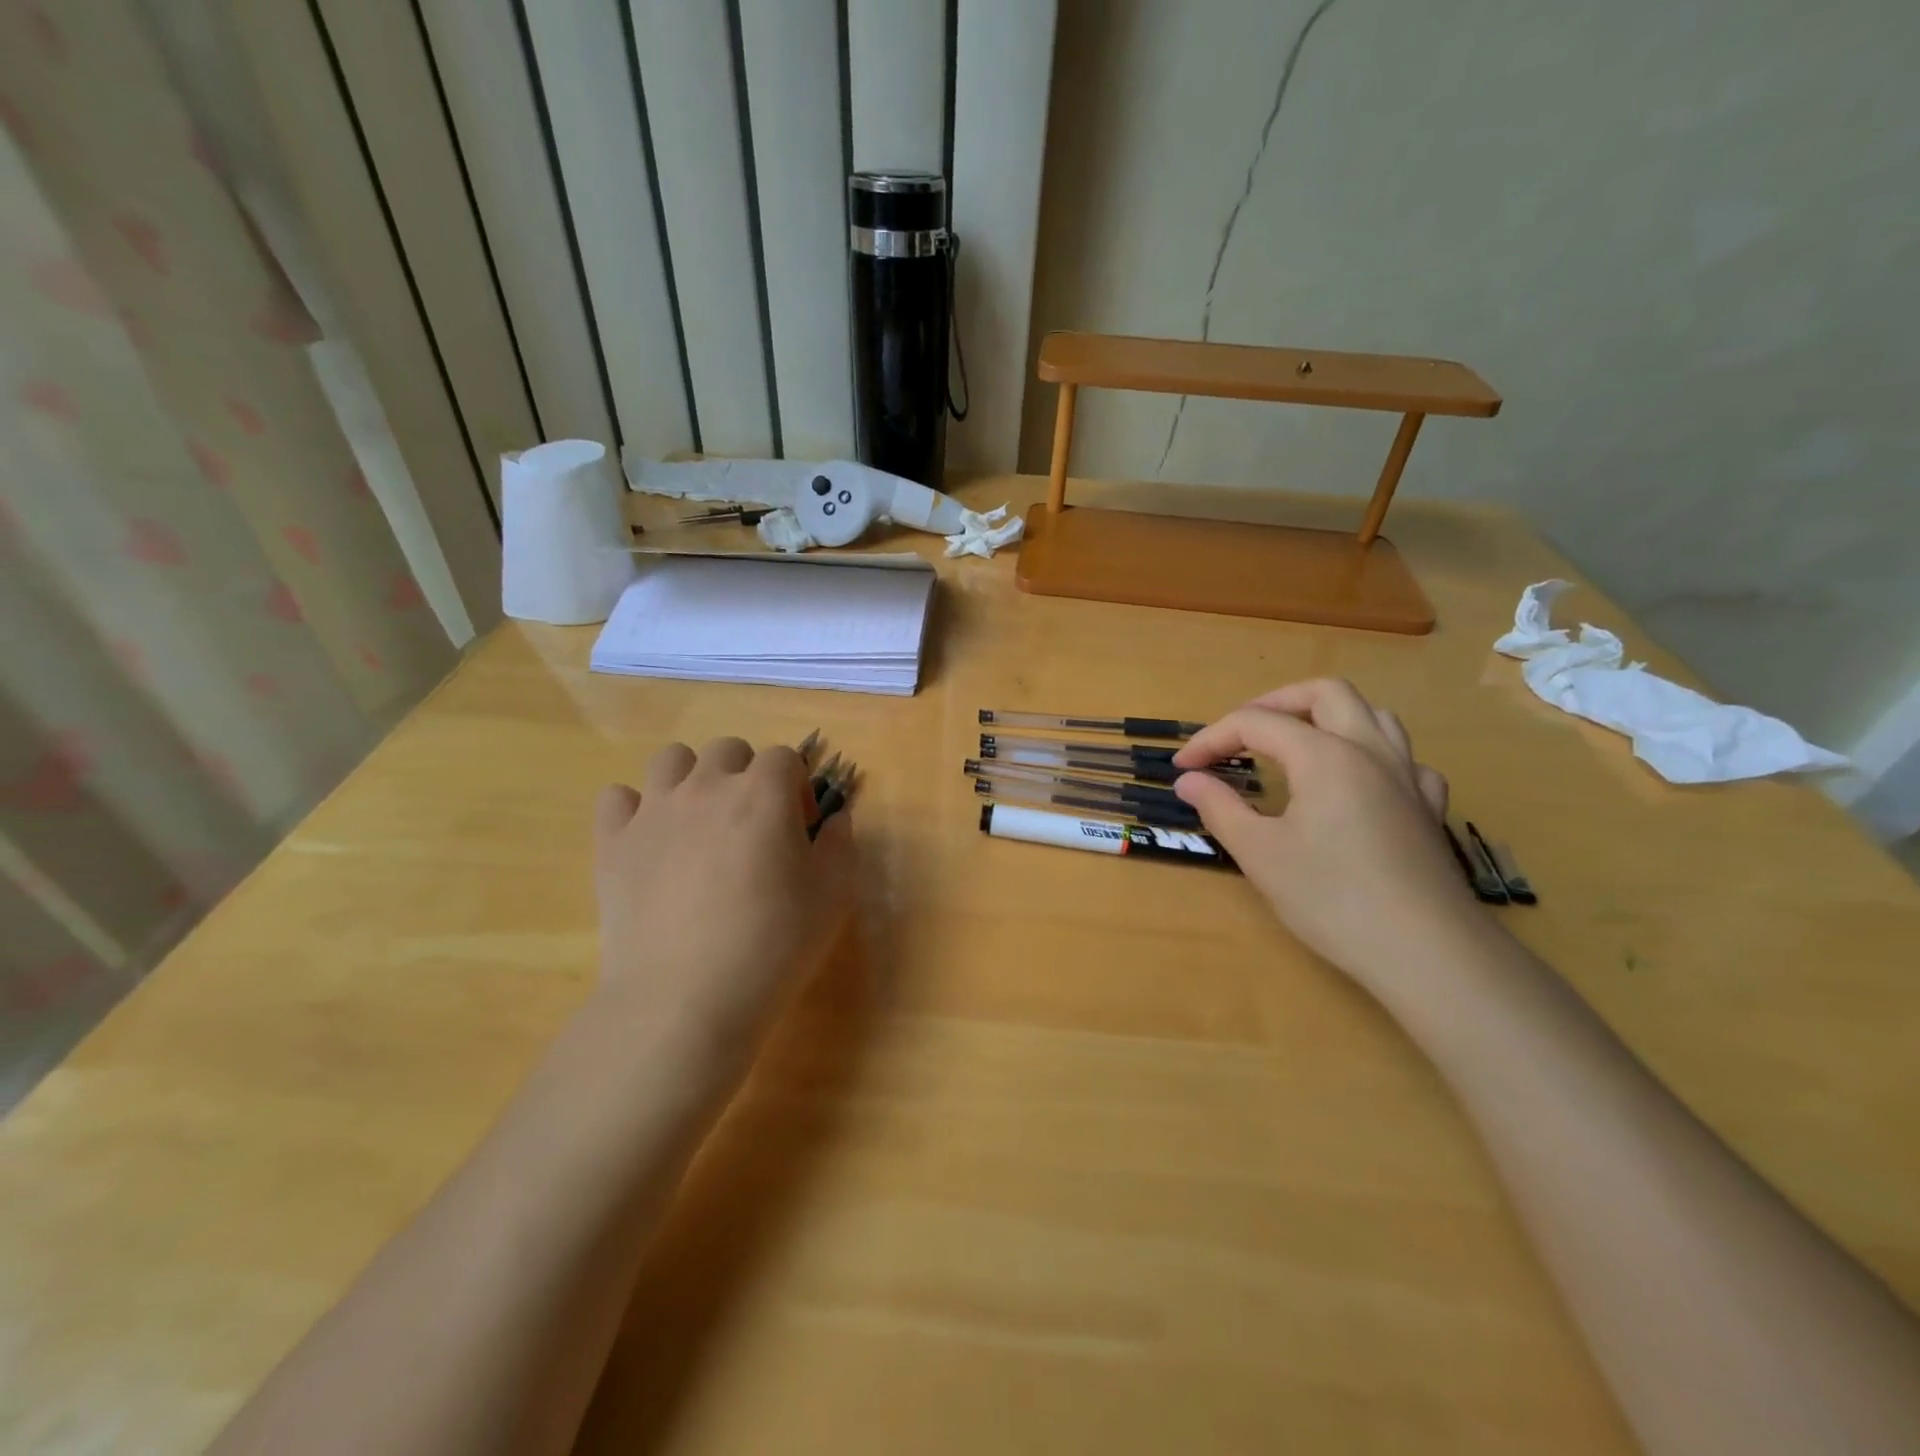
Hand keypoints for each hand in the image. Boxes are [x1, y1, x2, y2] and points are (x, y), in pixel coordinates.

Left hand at [592, 738, 856, 1060]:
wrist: (686, 999)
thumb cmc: (773, 944)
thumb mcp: (835, 895)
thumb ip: (842, 844)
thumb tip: (835, 819)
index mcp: (764, 792)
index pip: (785, 758)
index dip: (798, 788)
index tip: (801, 830)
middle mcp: (707, 786)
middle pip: (729, 749)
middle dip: (747, 774)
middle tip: (753, 825)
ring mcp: (654, 810)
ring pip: (671, 759)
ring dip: (692, 778)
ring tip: (700, 822)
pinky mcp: (613, 842)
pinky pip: (617, 797)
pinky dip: (635, 809)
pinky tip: (651, 842)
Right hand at [1173, 681, 1481, 991]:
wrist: (1426, 952)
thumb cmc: (1332, 899)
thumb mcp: (1260, 853)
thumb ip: (1219, 807)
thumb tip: (1188, 780)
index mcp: (1324, 755)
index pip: (1256, 723)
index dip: (1212, 739)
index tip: (1183, 768)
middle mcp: (1370, 751)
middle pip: (1325, 693)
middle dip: (1275, 703)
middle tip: (1241, 733)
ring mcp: (1407, 777)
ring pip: (1372, 715)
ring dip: (1328, 717)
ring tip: (1296, 744)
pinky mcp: (1428, 808)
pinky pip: (1402, 758)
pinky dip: (1371, 755)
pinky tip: (1357, 783)